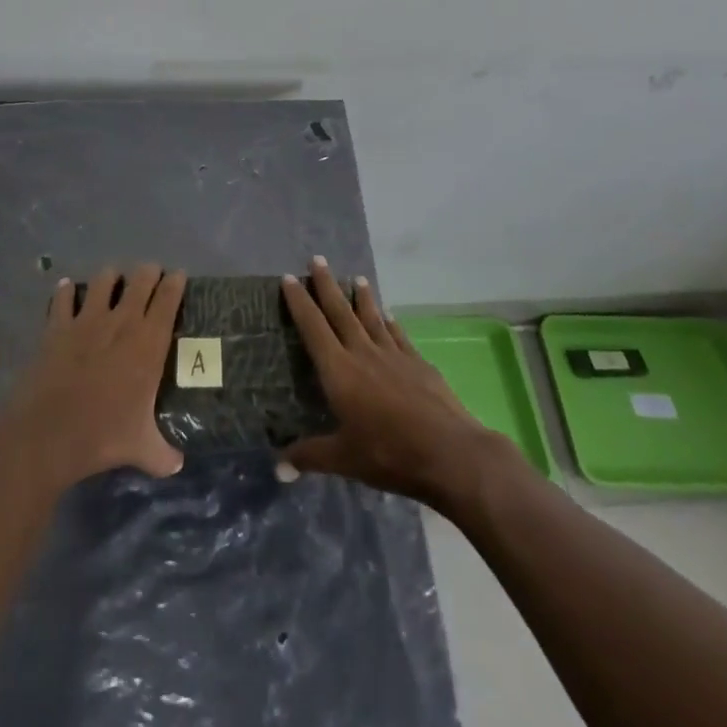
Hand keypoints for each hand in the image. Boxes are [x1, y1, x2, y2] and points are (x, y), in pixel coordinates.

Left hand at [0, 264, 187, 491]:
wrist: (49, 434)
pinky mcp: (58, 327)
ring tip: (112, 279)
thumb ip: (163, 454)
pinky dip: (66, 291)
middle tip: (151, 274)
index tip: (179, 275)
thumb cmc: (103, 436)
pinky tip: (67, 288)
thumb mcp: (142, 448)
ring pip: (103, 280)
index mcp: (149, 343)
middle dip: (148, 272)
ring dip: (110, 277)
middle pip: (140, 280)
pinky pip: (62, 298)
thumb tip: (178, 465)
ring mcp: (87, 320)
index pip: (168, 299)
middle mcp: (122, 322)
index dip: (175, 283)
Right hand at [280, 258, 505, 506]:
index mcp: (339, 370)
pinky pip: (399, 335)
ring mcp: (394, 355)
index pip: (313, 328)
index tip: (290, 278)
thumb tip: (277, 467)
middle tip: (318, 259)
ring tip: (356, 278)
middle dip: (327, 285)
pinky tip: (390, 316)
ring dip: (362, 297)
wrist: (449, 452)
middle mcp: (363, 353)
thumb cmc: (389, 453)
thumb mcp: (343, 459)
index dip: (299, 302)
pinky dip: (391, 323)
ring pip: (372, 317)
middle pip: (341, 312)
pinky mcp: (418, 363)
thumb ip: (310, 456)